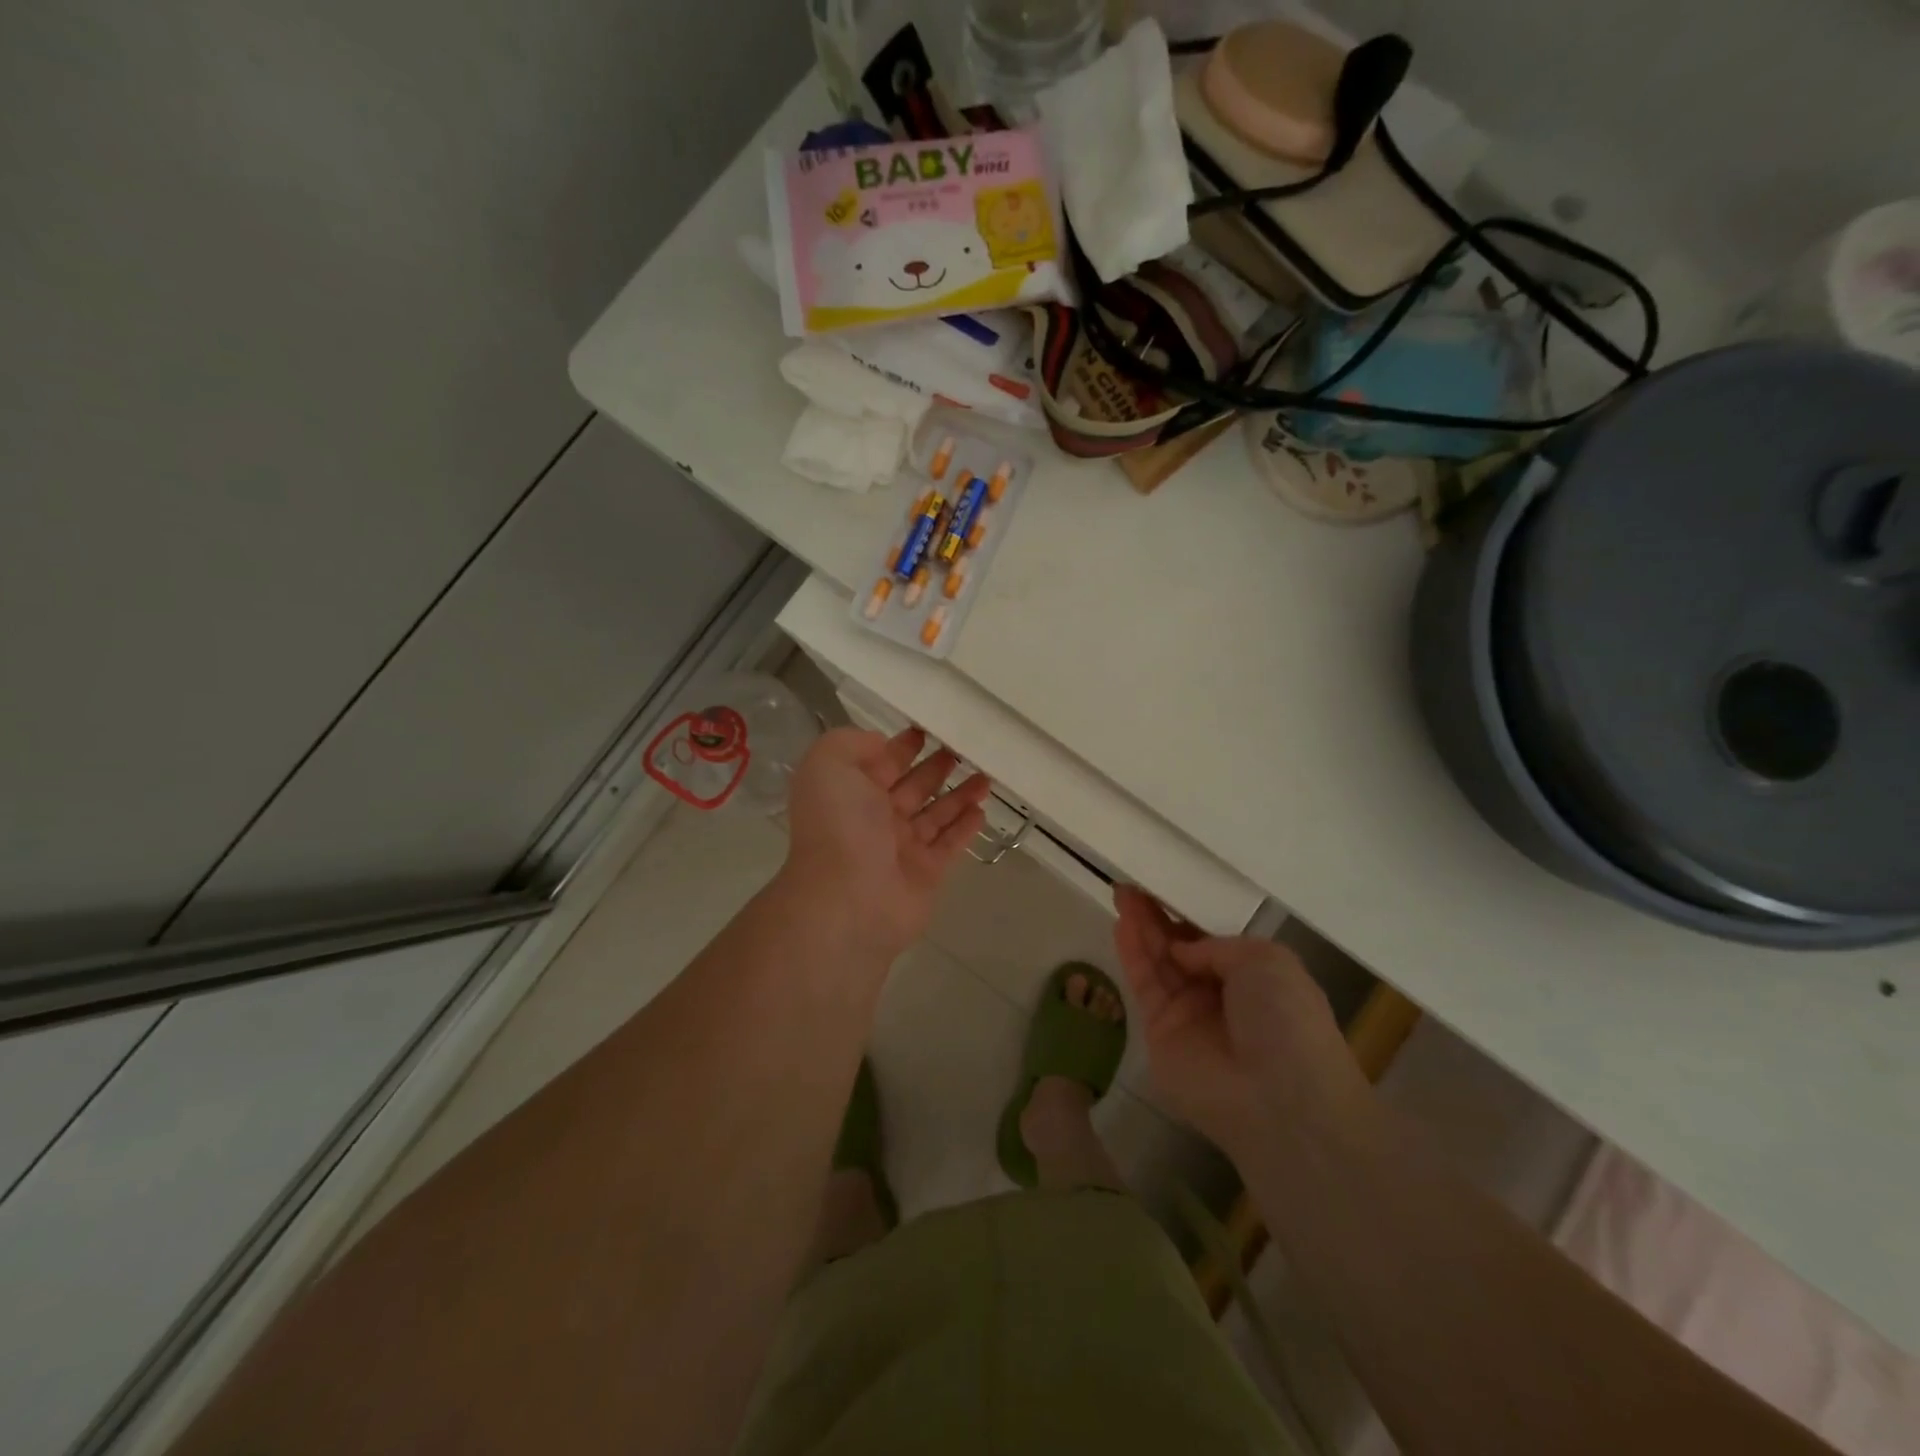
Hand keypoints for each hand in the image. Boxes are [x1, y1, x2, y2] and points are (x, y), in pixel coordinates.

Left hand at [782, 727, 990, 961]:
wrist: (848, 900)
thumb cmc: (839, 827)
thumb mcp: (828, 765)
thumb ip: (851, 743)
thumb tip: (882, 743)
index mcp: (851, 792)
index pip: (882, 761)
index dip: (904, 744)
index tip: (932, 727)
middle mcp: (875, 818)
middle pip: (913, 785)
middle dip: (937, 766)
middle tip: (967, 748)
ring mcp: (902, 848)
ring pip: (936, 814)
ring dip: (960, 794)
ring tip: (986, 775)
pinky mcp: (927, 873)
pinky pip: (950, 844)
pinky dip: (966, 827)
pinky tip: (982, 810)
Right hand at [1112, 886, 1363, 1156]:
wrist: (1279, 1098)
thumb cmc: (1286, 1020)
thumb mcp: (1267, 961)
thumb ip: (1217, 945)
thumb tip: (1183, 949)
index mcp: (1253, 977)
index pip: (1210, 938)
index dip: (1186, 913)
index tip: (1163, 885)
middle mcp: (1218, 994)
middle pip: (1179, 946)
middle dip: (1157, 915)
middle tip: (1132, 884)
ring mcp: (1187, 1014)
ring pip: (1158, 962)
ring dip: (1140, 928)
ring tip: (1121, 892)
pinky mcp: (1158, 1032)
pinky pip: (1144, 985)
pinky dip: (1132, 954)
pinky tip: (1122, 924)